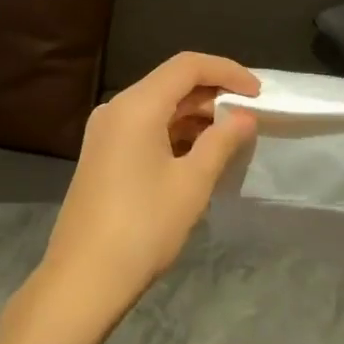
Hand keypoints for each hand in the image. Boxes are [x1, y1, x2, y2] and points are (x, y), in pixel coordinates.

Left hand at [9, 53, 258, 343]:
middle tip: (250, 117)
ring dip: (195, 116)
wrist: (85, 277)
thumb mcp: (192, 182)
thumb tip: (244, 117)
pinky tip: (199, 154)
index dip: (227, 72)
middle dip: (213, 94)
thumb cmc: (144, 226)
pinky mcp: (103, 155)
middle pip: (171, 83)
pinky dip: (174, 133)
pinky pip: (144, 128)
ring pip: (158, 107)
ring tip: (231, 137)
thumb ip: (222, 142)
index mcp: (136, 105)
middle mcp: (116, 108)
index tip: (258, 94)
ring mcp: (105, 132)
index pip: (188, 66)